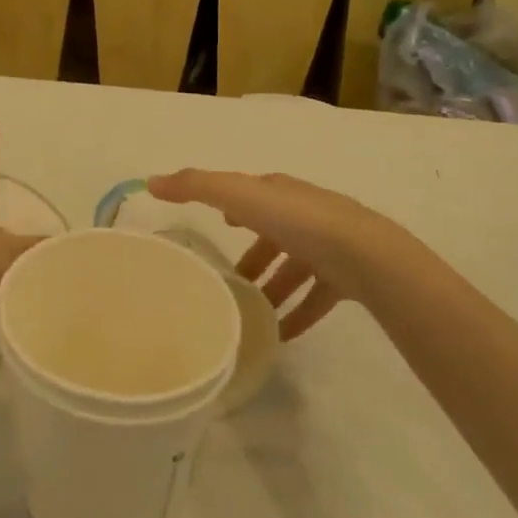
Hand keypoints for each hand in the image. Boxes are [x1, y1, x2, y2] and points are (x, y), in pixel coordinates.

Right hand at [148, 170, 427, 340]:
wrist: (365, 255)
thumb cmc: (297, 221)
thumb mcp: (238, 197)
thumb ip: (195, 187)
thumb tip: (151, 180)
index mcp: (279, 192)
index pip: (252, 194)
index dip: (234, 207)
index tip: (219, 226)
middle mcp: (304, 214)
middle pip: (273, 234)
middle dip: (253, 255)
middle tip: (230, 282)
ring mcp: (329, 246)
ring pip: (294, 268)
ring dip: (272, 288)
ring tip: (250, 315)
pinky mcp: (347, 277)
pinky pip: (316, 297)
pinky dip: (298, 313)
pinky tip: (282, 336)